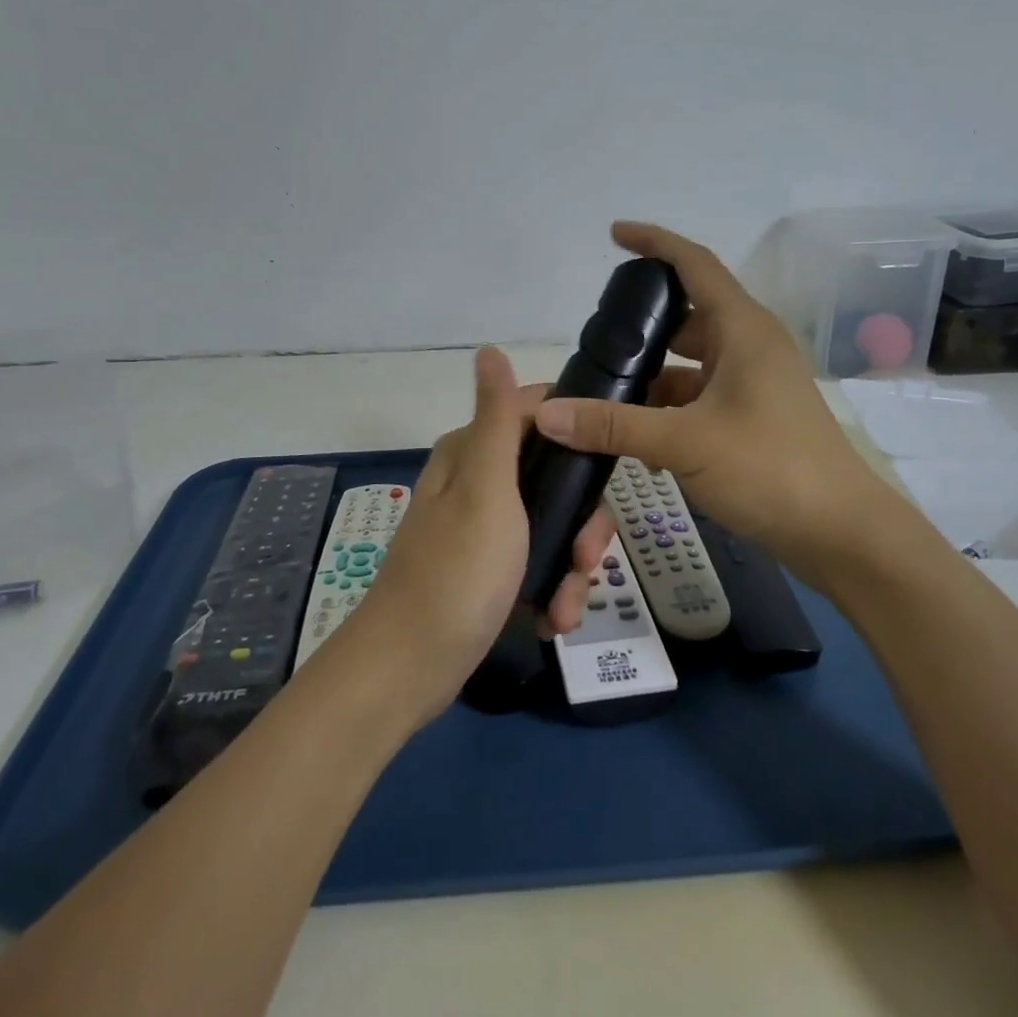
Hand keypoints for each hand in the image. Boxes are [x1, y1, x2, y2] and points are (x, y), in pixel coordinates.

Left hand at [350, 346, 614, 719]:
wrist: (409, 668)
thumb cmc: (456, 573)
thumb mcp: (485, 490)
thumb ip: (496, 421)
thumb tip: (488, 349)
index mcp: (473, 452)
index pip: (537, 413)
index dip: (577, 434)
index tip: (608, 470)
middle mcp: (477, 481)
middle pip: (554, 476)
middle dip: (581, 521)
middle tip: (588, 560)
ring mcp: (483, 527)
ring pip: (552, 524)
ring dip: (571, 566)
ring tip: (568, 607)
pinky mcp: (488, 568)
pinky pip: (536, 562)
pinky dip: (551, 588)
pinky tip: (552, 619)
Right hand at [533, 221, 897, 590]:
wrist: (841, 533)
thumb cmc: (769, 468)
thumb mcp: (683, 442)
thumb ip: (613, 425)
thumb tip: (548, 413)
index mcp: (743, 329)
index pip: (694, 264)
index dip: (654, 242)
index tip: (615, 234)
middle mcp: (751, 346)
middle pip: (690, 314)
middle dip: (645, 321)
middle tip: (600, 333)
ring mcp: (756, 382)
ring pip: (693, 361)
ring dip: (654, 372)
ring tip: (607, 387)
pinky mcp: (755, 416)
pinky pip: (702, 395)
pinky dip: (670, 406)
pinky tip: (637, 434)